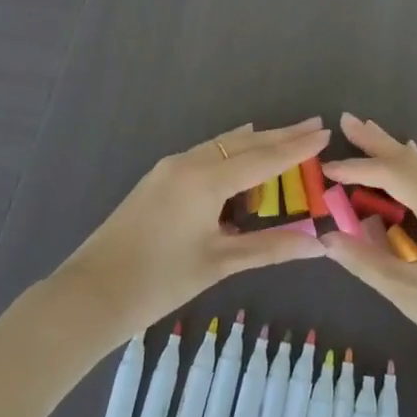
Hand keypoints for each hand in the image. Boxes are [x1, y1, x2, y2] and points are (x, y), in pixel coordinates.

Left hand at [50, 118, 329, 336]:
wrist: (91, 293)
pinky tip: (239, 152)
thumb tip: (319, 243)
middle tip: (313, 124)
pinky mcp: (158, 178)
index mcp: (207, 179)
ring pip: (223, 145)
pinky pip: (205, 153)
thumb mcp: (220, 263)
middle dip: (281, 135)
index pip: (264, 158)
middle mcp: (190, 162)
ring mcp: (170, 167)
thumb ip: (271, 247)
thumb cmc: (160, 280)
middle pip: (245, 143)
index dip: (297, 146)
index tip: (325, 131)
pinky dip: (230, 151)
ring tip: (285, 136)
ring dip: (256, 142)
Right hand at [320, 113, 416, 385]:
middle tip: (347, 120)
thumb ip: (366, 261)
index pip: (392, 174)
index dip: (358, 168)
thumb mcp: (409, 294)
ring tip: (368, 134)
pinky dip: (415, 172)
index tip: (326, 167)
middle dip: (378, 142)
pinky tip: (409, 164)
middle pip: (412, 160)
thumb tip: (326, 238)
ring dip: (396, 154)